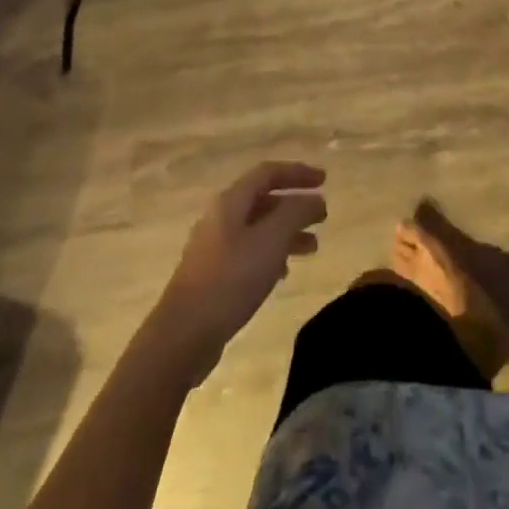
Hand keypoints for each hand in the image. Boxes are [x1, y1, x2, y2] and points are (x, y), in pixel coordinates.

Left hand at [151, 161, 325, 380]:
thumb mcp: (271, 240)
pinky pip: (248, 252)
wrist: (183, 335)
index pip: (268, 173)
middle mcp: (220, 217)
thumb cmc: (230, 279)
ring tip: (312, 247)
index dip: (298, 172)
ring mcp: (214, 247)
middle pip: (263, 199)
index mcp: (230, 201)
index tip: (324, 180)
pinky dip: (271, 254)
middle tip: (322, 216)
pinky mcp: (212, 275)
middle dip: (294, 205)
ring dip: (286, 232)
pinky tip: (284, 273)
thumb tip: (315, 198)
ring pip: (258, 228)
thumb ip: (296, 213)